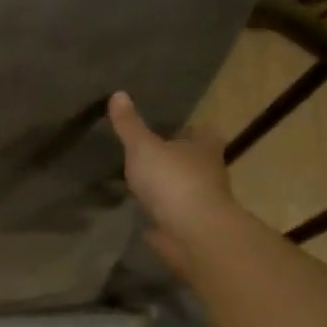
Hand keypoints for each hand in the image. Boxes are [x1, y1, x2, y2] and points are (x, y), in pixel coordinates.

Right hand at [108, 92, 236, 276]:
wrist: (191, 232)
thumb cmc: (173, 181)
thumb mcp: (143, 147)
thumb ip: (130, 125)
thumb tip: (118, 93)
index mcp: (204, 147)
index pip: (202, 131)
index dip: (188, 129)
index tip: (168, 129)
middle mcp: (209, 171)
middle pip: (193, 159)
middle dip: (175, 157)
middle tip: (147, 153)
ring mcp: (201, 201)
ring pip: (182, 186)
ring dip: (166, 185)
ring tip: (138, 180)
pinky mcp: (189, 225)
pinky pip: (172, 212)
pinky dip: (160, 210)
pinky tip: (140, 208)